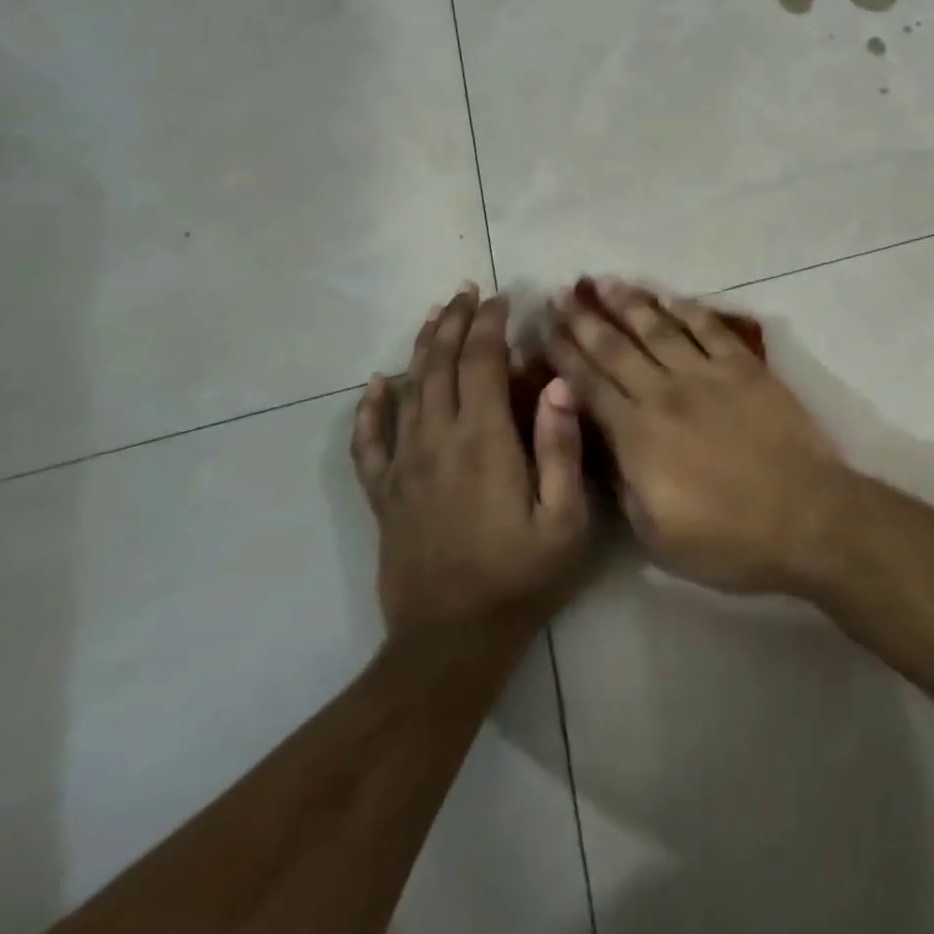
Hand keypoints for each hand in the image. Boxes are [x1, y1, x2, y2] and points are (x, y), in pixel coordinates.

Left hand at [352, 284, 592, 637]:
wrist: (451, 641)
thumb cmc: (520, 575)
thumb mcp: (565, 518)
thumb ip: (561, 447)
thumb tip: (556, 383)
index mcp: (483, 440)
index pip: (481, 361)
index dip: (491, 323)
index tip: (504, 297)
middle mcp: (437, 441)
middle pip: (440, 364)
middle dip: (455, 322)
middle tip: (467, 291)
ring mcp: (404, 467)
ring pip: (407, 390)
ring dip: (422, 348)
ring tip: (434, 316)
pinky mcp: (385, 494)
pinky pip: (368, 441)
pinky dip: (370, 407)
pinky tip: (375, 383)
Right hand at [546, 279, 849, 593]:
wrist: (804, 516)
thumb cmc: (727, 539)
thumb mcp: (654, 535)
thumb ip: (621, 484)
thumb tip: (599, 445)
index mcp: (637, 435)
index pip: (589, 385)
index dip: (563, 355)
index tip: (544, 330)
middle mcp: (665, 393)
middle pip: (615, 348)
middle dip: (584, 320)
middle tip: (562, 294)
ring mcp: (708, 375)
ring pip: (659, 329)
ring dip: (630, 303)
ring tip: (606, 283)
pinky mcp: (745, 368)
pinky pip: (709, 329)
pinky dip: (687, 310)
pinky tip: (669, 297)